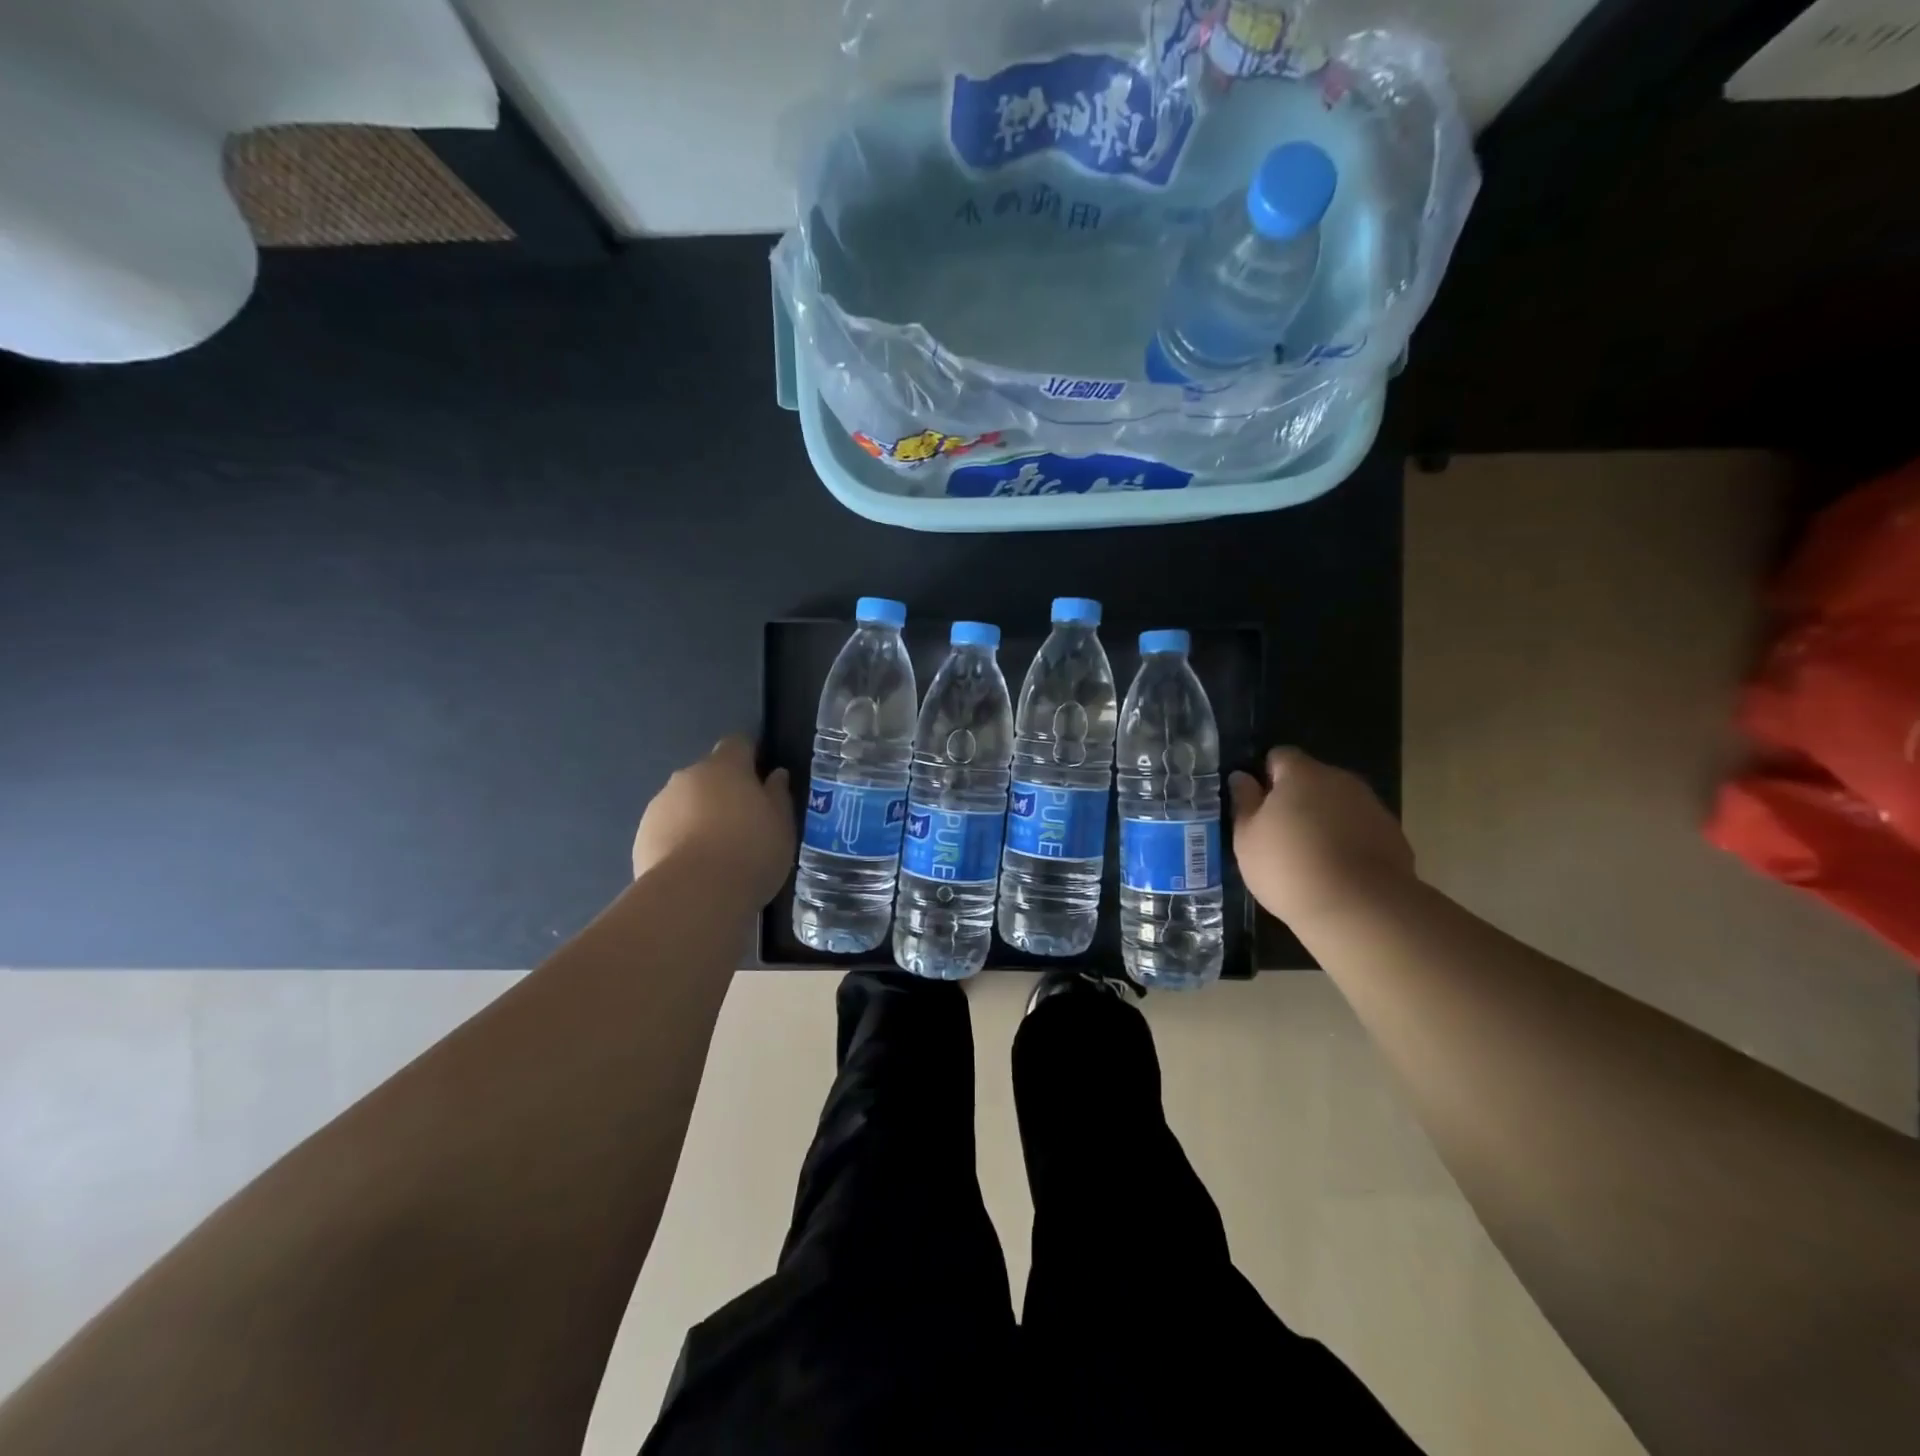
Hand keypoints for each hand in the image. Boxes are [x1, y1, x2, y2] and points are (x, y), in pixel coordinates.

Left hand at [632, 736, 794, 906]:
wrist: (694, 895)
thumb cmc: (750, 851)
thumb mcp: (782, 825)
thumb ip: (778, 795)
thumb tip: (775, 775)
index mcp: (725, 766)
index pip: (738, 743)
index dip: (751, 758)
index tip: (762, 782)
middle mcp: (688, 776)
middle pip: (709, 775)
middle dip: (723, 792)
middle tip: (743, 824)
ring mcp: (659, 806)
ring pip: (685, 803)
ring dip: (698, 816)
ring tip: (716, 853)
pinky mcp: (641, 837)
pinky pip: (667, 830)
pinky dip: (679, 841)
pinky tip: (694, 869)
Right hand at [1229, 748, 1414, 927]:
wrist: (1359, 908)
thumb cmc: (1288, 866)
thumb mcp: (1247, 838)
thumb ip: (1244, 802)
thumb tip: (1242, 777)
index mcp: (1302, 774)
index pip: (1280, 756)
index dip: (1266, 776)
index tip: (1256, 805)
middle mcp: (1341, 780)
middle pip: (1312, 779)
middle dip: (1296, 798)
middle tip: (1278, 834)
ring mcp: (1372, 807)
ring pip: (1339, 804)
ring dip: (1324, 819)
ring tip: (1309, 857)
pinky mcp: (1394, 836)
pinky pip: (1361, 829)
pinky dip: (1348, 841)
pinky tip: (1337, 872)